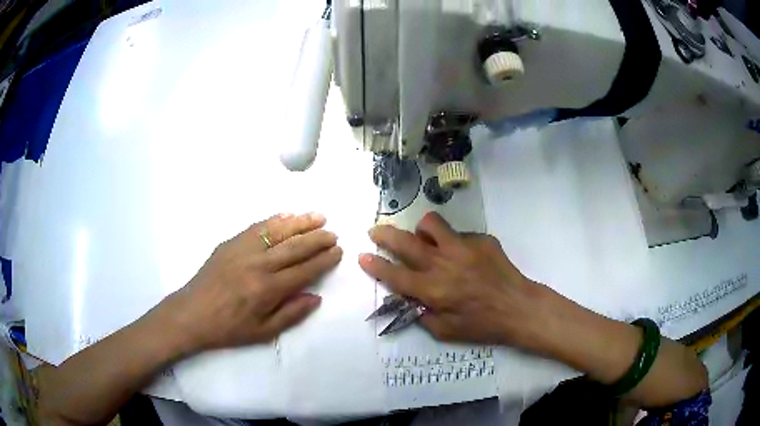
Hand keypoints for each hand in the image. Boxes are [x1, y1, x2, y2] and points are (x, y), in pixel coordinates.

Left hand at [156, 212, 341, 353]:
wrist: (192, 313)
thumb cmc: (229, 327)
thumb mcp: (263, 332)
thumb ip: (292, 314)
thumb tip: (316, 297)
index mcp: (268, 289)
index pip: (304, 270)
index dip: (324, 260)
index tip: (338, 252)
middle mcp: (258, 264)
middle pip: (295, 246)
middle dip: (318, 239)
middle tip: (333, 234)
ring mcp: (243, 249)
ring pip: (278, 231)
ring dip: (301, 222)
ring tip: (319, 217)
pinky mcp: (231, 242)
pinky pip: (257, 227)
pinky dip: (275, 220)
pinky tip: (287, 216)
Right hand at [358, 212, 541, 345]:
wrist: (518, 307)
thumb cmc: (482, 325)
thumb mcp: (445, 332)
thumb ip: (421, 315)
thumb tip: (407, 298)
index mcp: (433, 289)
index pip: (395, 274)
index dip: (375, 265)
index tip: (362, 256)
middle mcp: (443, 263)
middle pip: (405, 242)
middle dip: (384, 234)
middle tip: (375, 231)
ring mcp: (463, 247)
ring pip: (431, 224)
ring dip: (421, 230)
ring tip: (425, 239)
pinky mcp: (481, 239)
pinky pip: (458, 234)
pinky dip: (453, 243)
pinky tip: (465, 257)